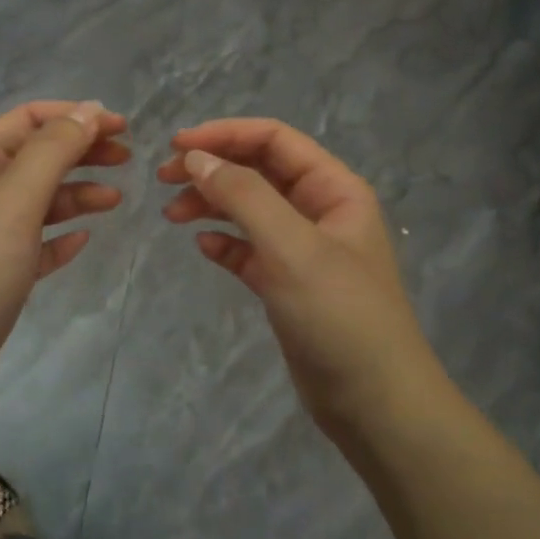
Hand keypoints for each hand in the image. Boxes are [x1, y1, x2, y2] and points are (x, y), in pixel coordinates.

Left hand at [0, 101, 128, 422]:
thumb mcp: (11, 206)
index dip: (72, 116)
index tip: (119, 127)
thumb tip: (88, 109)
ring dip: (76, 194)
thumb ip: (50, 154)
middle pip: (34, 159)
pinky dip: (59, 238)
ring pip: (37, 203)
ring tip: (116, 202)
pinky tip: (82, 241)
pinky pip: (33, 247)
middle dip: (80, 152)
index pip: (24, 121)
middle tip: (127, 160)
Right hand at [159, 119, 439, 437]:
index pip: (274, 140)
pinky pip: (250, 250)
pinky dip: (225, 244)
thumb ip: (244, 196)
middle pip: (259, 170)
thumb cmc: (339, 316)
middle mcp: (320, 210)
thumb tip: (196, 157)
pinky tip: (203, 248)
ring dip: (212, 204)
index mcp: (334, 189)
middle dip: (213, 168)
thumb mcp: (291, 248)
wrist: (375, 403)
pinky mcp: (288, 284)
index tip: (175, 146)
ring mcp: (304, 249)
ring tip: (172, 216)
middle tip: (164, 179)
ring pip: (250, 209)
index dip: (224, 135)